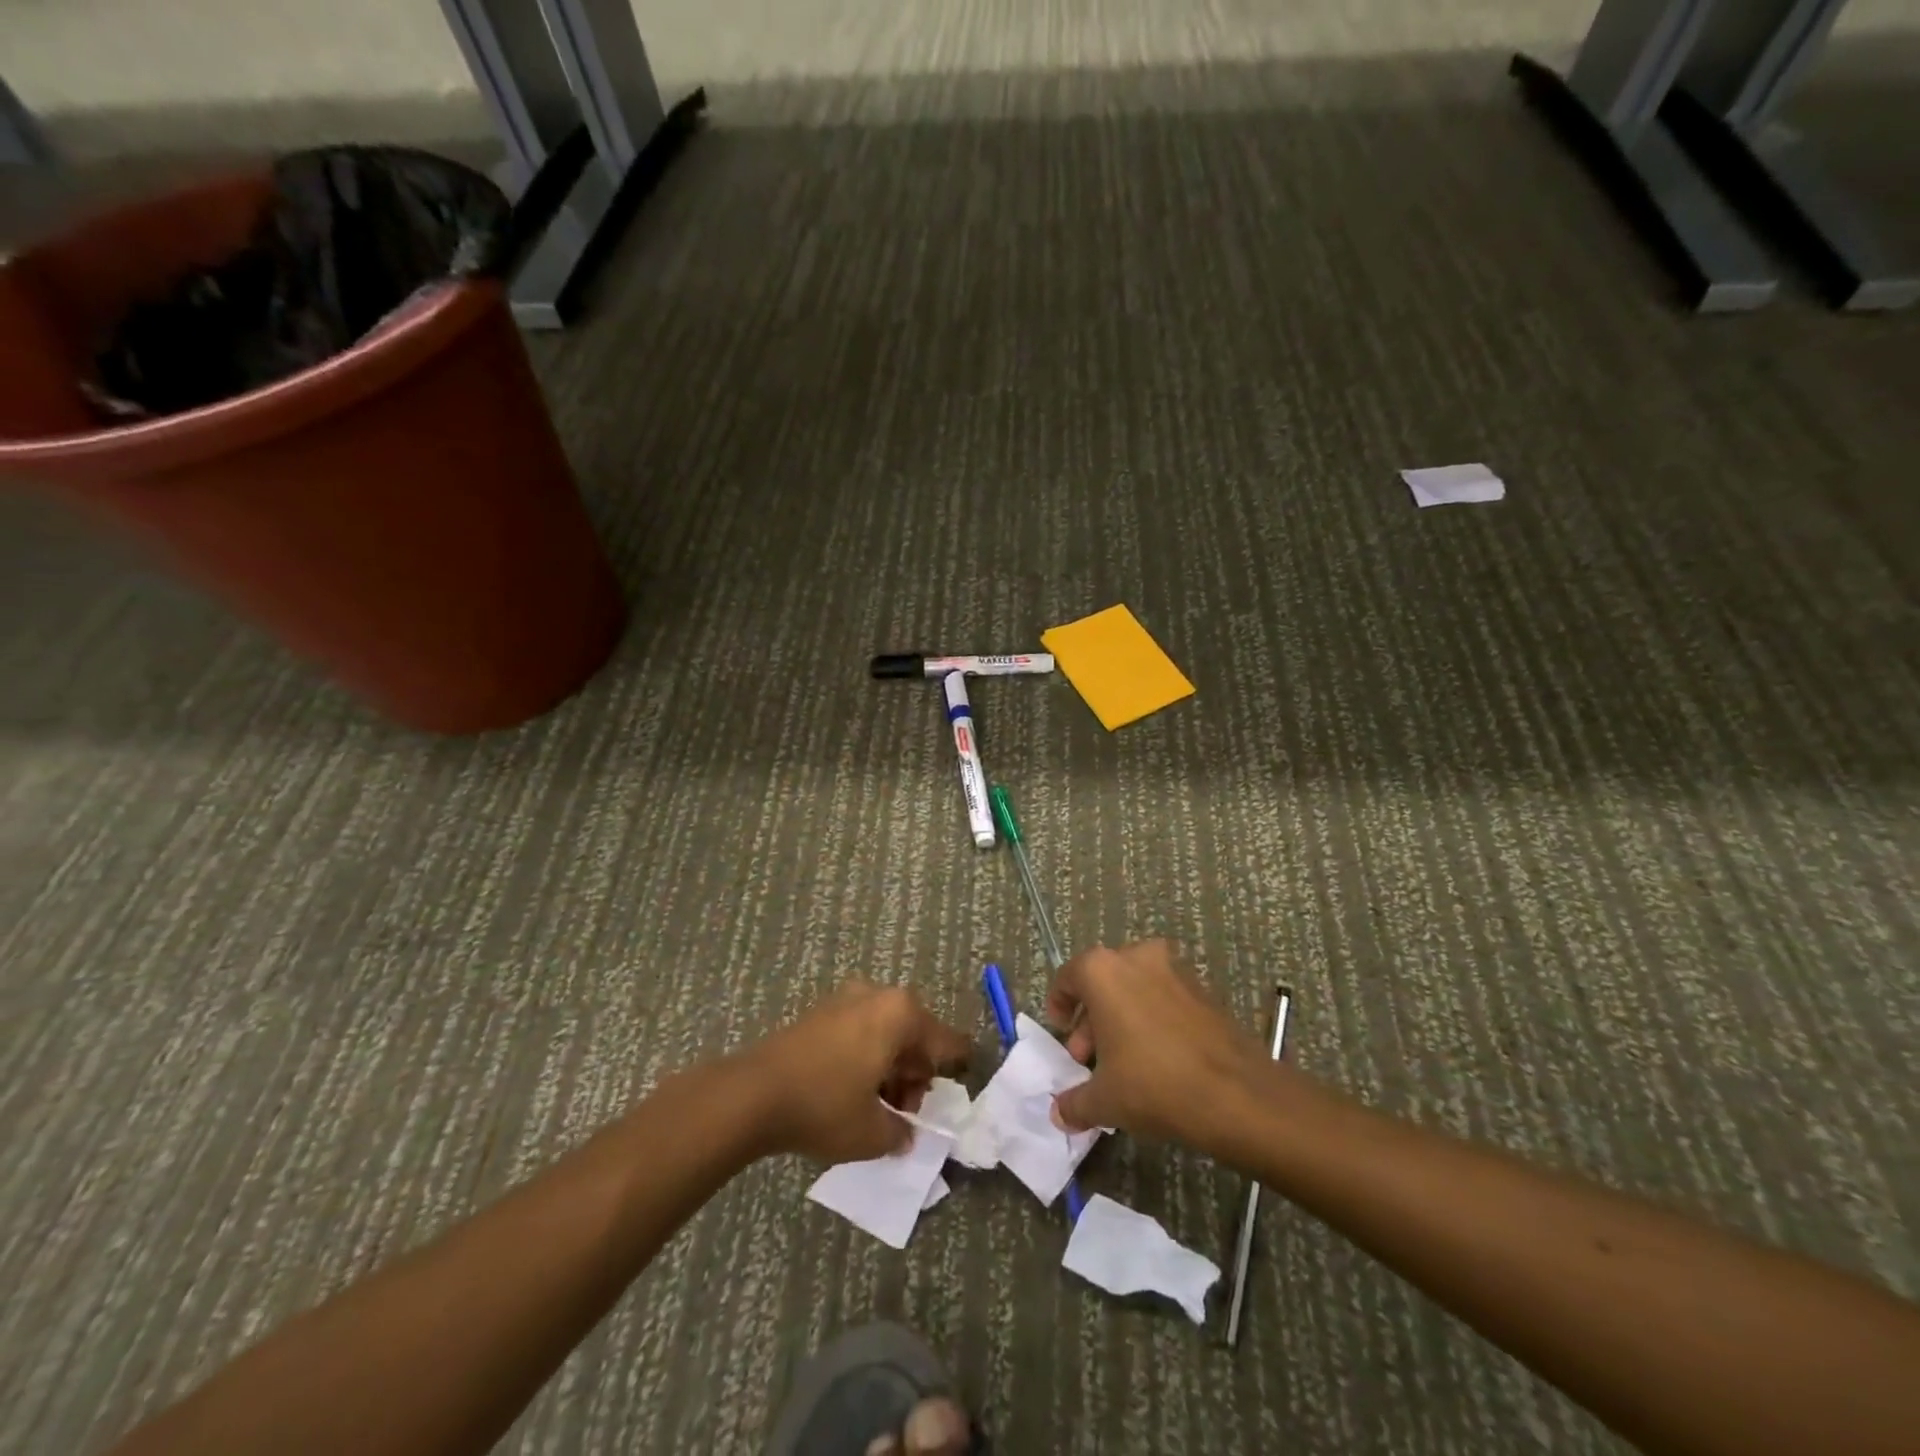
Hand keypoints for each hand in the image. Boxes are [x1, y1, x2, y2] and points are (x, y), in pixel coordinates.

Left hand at [737, 982, 971, 1163]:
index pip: (947, 1041)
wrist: (752, 1094)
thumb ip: (901, 1131)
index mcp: (901, 1014)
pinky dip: (865, 1058)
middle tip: (904, 1112)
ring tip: (877, 1108)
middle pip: (914, 1036)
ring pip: (885, 1034)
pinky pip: (859, 1032)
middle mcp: (878, 996)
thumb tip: (905, 1133)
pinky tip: (852, 1092)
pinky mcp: (820, 1012)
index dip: (957, 1066)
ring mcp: (845, 1000)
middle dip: (914, 1075)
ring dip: (889, 1068)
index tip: (962, 1081)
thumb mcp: (873, 1132)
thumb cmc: (824, 1106)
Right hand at [1045, 939, 1269, 1151]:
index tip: (1061, 1029)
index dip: (1060, 1004)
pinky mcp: (1202, 989)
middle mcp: (1136, 957)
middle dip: (1091, 1020)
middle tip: (1087, 1057)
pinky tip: (1155, 1059)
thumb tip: (1059, 1113)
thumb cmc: (1154, 1084)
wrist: (1237, 1094)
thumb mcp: (1104, 1100)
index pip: (1068, 976)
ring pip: (1134, 989)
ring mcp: (1174, 970)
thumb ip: (1074, 1103)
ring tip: (1121, 1064)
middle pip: (1102, 983)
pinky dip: (1151, 1019)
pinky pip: (1163, 998)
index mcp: (1102, 970)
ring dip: (1121, 1019)